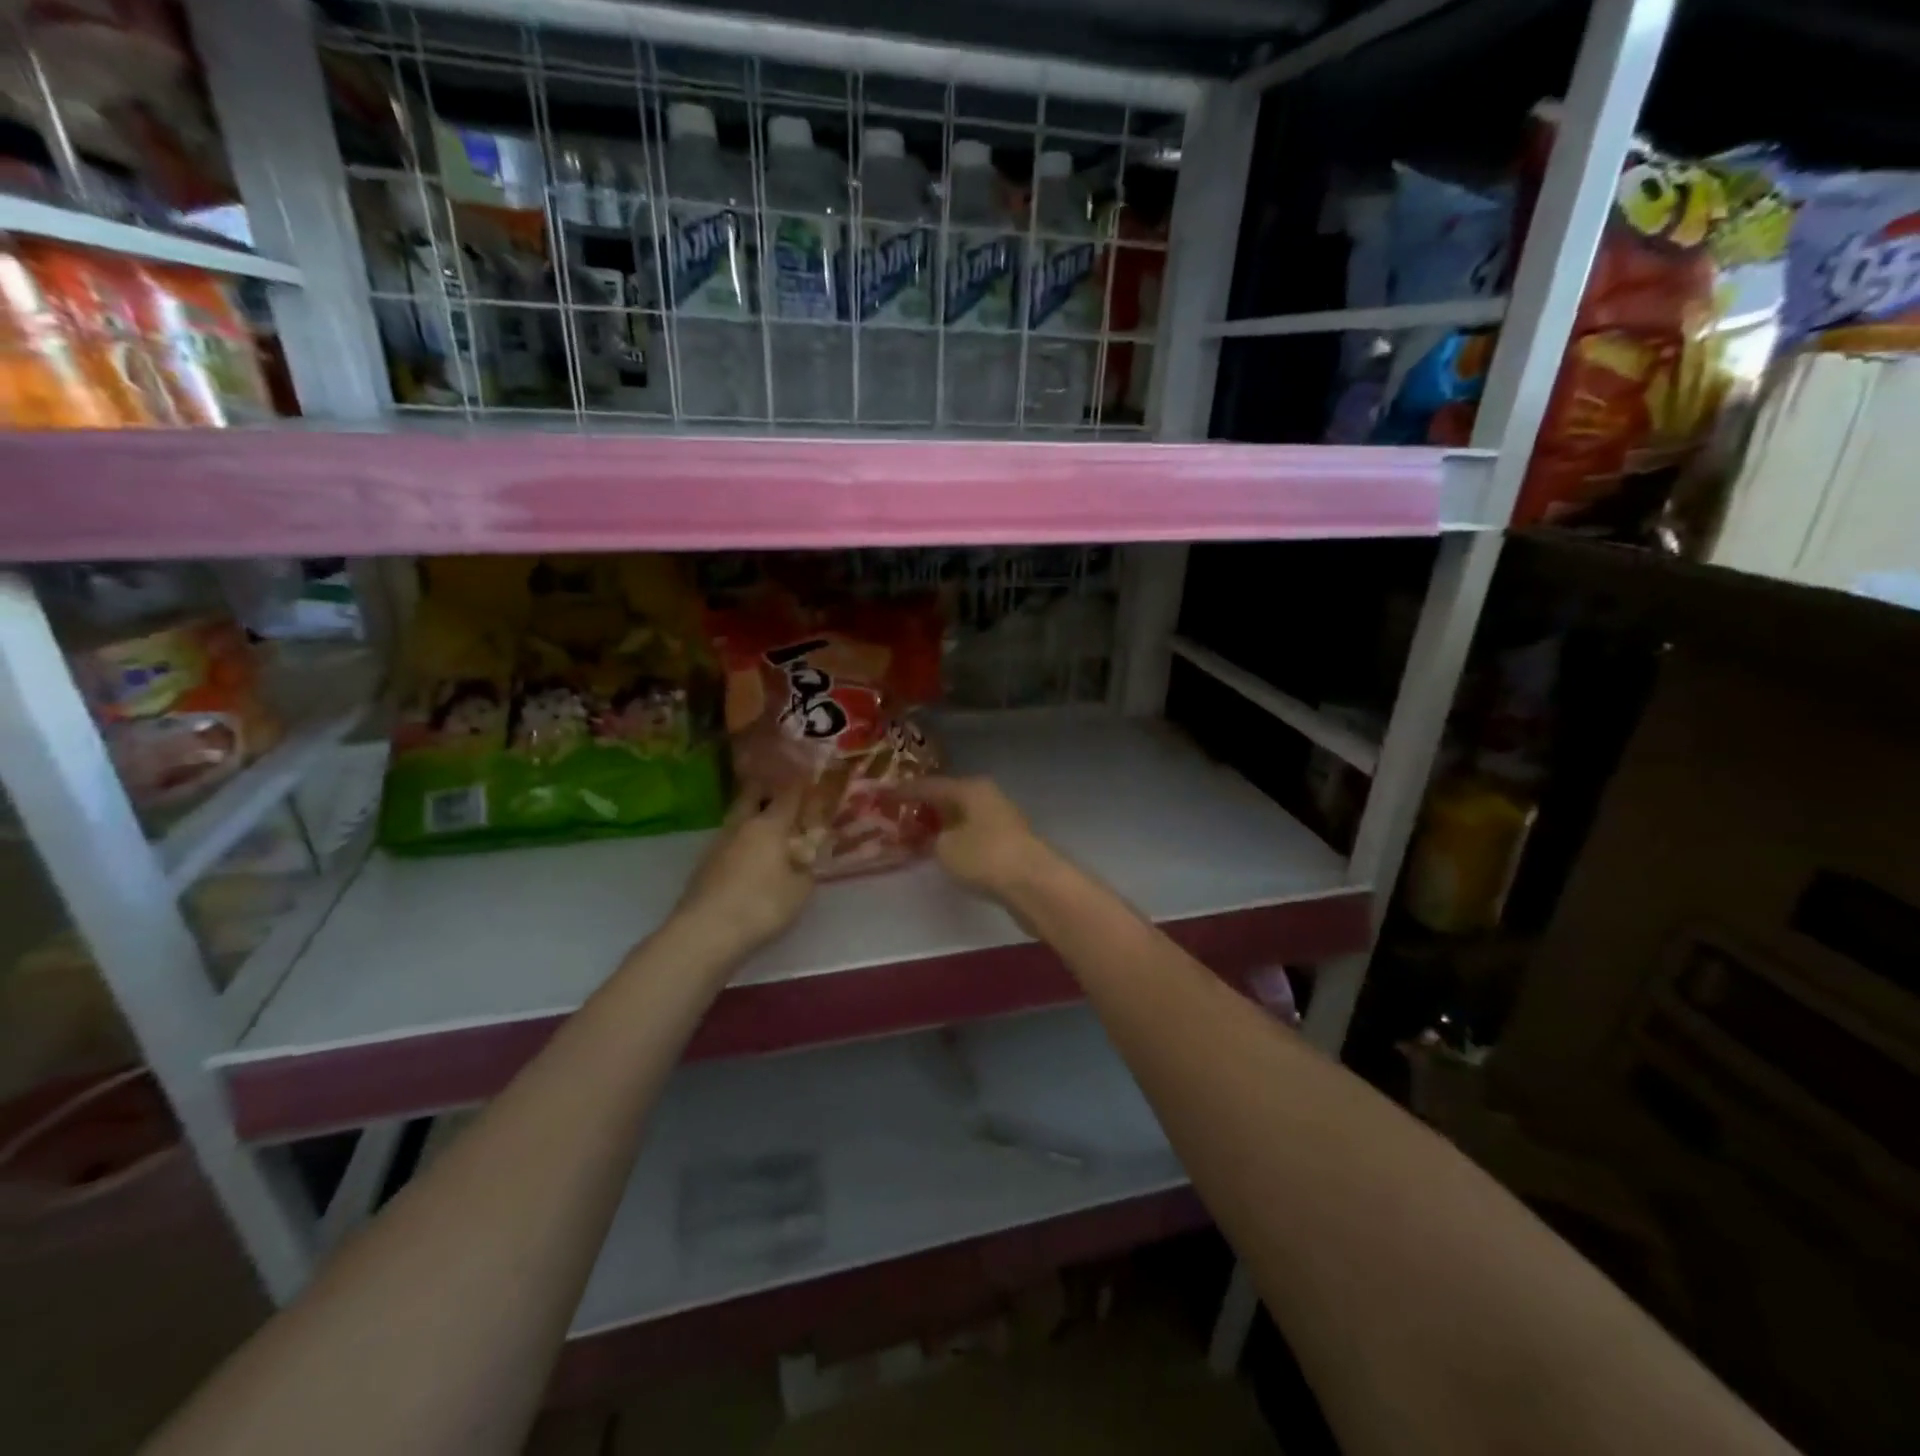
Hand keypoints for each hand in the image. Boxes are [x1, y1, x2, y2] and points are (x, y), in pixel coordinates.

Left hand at [672, 784, 813, 956]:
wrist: (705, 931)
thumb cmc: (761, 905)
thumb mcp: (799, 891)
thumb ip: (805, 871)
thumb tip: (803, 861)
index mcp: (770, 826)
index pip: (788, 795)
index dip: (801, 786)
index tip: (809, 780)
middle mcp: (742, 826)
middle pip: (752, 796)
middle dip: (767, 790)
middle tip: (780, 793)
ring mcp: (718, 843)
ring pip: (737, 818)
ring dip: (751, 816)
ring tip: (766, 826)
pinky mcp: (704, 864)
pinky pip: (728, 841)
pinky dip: (740, 840)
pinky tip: (748, 854)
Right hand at [904, 776, 1056, 901]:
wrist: (1033, 883)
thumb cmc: (984, 856)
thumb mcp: (946, 848)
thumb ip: (932, 839)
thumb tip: (934, 838)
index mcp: (971, 789)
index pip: (930, 785)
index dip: (905, 791)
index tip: (884, 794)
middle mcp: (988, 797)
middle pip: (950, 798)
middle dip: (925, 807)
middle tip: (899, 813)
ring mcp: (1001, 820)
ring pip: (963, 817)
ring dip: (942, 825)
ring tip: (916, 834)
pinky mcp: (1009, 843)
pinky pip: (973, 835)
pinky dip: (956, 840)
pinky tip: (944, 851)